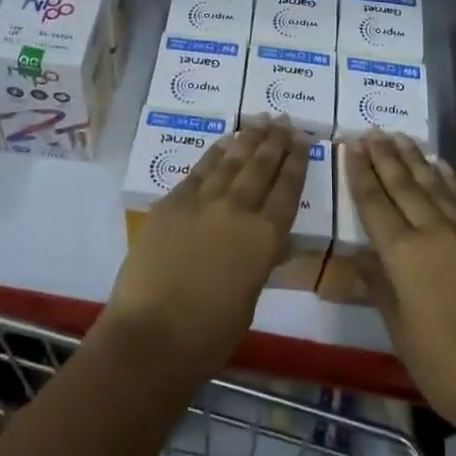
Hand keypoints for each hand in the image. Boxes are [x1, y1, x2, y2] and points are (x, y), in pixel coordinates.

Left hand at [104, 117, 307, 380]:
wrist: (152, 335)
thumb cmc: (209, 334)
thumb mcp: (250, 297)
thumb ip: (260, 260)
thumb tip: (269, 241)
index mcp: (266, 238)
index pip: (288, 189)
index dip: (297, 162)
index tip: (302, 141)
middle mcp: (239, 209)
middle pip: (262, 167)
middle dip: (276, 142)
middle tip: (284, 121)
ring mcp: (204, 200)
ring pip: (233, 160)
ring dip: (249, 139)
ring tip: (260, 121)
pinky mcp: (174, 201)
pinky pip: (201, 168)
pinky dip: (216, 152)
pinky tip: (225, 142)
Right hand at [349, 133, 455, 432]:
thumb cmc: (446, 367)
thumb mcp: (400, 331)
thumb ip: (379, 286)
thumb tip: (358, 258)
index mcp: (404, 255)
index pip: (375, 205)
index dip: (361, 175)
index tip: (351, 147)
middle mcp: (434, 233)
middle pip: (404, 187)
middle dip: (385, 158)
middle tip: (372, 132)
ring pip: (435, 186)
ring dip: (415, 160)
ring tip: (400, 137)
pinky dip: (451, 180)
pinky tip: (442, 166)